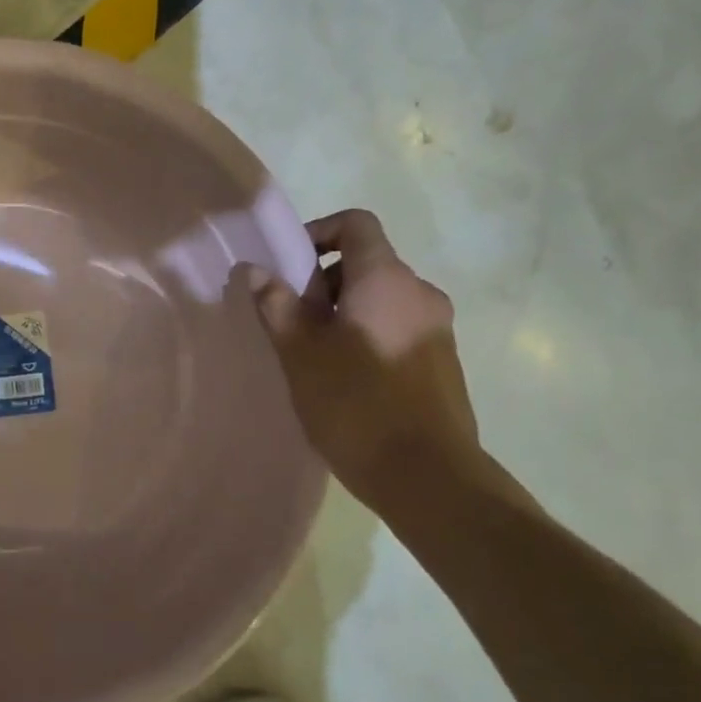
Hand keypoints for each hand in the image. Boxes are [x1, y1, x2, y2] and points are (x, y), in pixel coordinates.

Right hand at [247, 209, 479, 504]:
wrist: (430, 477)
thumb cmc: (356, 405)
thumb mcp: (301, 354)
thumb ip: (278, 305)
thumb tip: (256, 271)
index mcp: (386, 279)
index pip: (356, 224)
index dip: (319, 232)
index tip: (290, 266)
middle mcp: (420, 293)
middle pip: (367, 263)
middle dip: (324, 282)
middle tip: (294, 321)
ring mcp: (438, 328)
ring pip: (382, 299)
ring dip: (345, 312)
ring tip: (316, 355)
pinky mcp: (444, 361)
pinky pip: (398, 327)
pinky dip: (369, 334)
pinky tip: (348, 379)